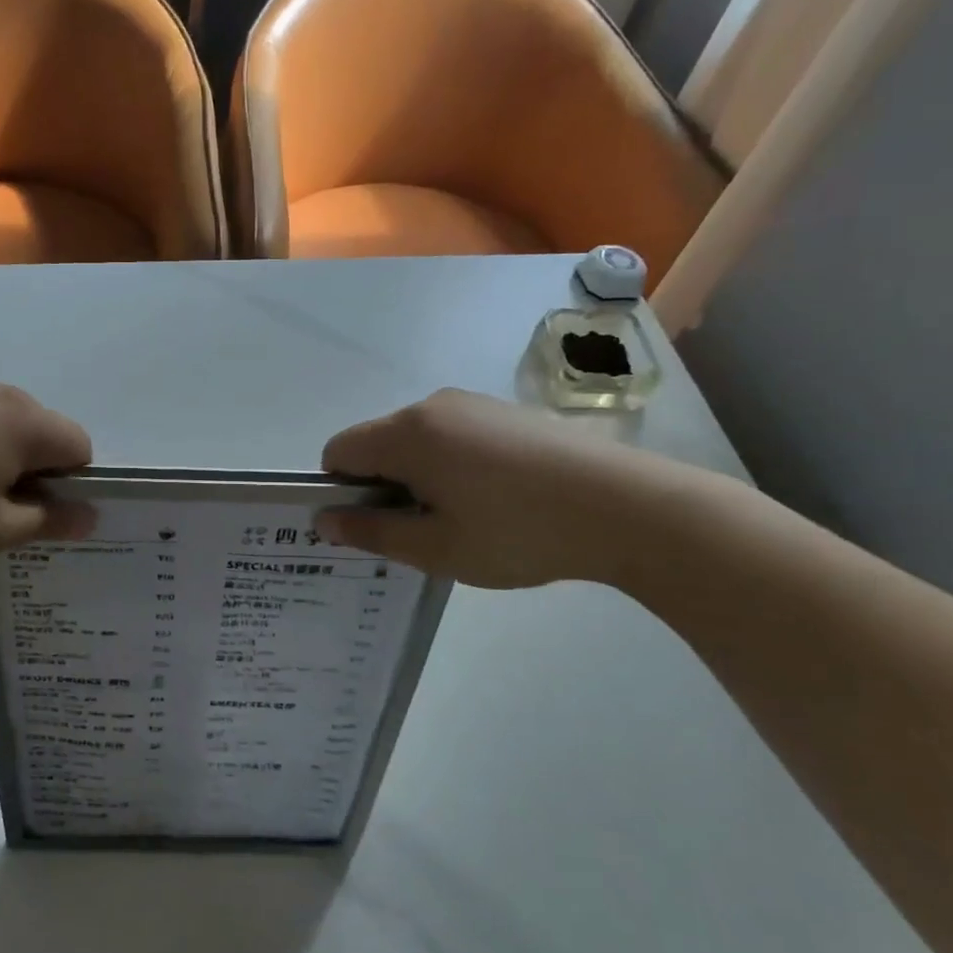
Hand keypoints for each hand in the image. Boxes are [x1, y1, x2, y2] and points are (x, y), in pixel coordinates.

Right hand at [318, 389, 704, 590]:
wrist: (627, 507)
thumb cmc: (517, 532)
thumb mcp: (435, 548)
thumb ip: (372, 532)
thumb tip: (324, 520)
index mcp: (407, 433)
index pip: (339, 451)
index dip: (340, 491)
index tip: (372, 526)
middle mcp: (433, 406)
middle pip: (377, 443)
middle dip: (381, 485)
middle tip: (419, 533)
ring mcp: (474, 404)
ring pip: (417, 440)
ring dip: (418, 477)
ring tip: (462, 520)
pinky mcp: (507, 413)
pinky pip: (453, 436)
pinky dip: (451, 466)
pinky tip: (494, 500)